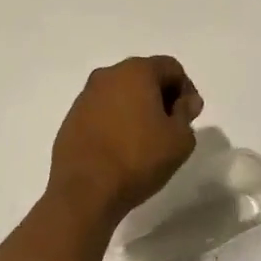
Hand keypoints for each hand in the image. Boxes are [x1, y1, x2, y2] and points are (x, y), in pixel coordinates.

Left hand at [48, 56, 202, 222]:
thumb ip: (186, 114)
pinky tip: (121, 149)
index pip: (171, 68)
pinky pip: (102, 111)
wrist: (84, 191)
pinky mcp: (71, 118)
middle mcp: (108, 74)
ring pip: (121, 93)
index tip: (189, 118)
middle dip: (161, 97)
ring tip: (146, 141)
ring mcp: (86, 96)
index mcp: (136, 71)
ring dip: (137, 109)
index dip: (186, 90)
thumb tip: (185, 101)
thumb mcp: (179, 140)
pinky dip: (116, 121)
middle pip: (144, 76)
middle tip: (170, 128)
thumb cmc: (138, 159)